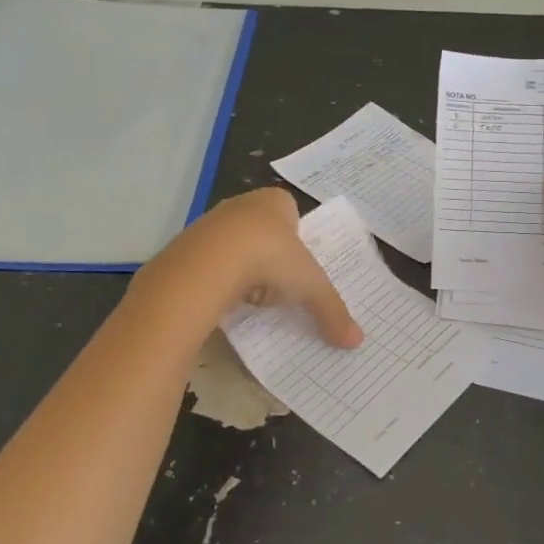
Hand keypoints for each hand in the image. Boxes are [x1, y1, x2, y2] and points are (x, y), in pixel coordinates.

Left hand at [133, 188, 362, 347]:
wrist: (207, 264)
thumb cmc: (269, 258)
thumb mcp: (310, 286)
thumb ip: (332, 310)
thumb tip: (357, 341)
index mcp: (275, 202)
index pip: (291, 212)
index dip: (297, 238)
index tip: (299, 266)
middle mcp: (242, 205)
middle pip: (262, 231)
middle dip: (270, 256)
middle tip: (279, 284)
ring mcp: (211, 223)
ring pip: (235, 247)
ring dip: (245, 270)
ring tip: (252, 296)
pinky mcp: (186, 246)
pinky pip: (210, 263)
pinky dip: (220, 280)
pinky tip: (226, 299)